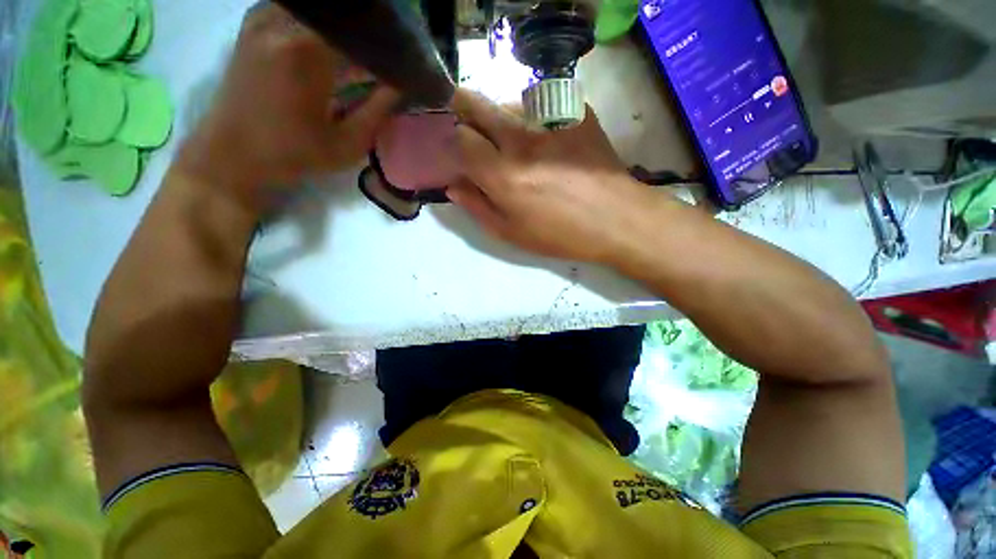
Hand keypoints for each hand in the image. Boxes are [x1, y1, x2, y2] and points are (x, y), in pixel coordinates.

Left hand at [177, 2, 398, 214]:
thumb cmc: (293, 154)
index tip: (403, 66)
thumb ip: (378, 110)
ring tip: (363, 54)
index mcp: (307, 51)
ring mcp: (265, 17)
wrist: (232, 153)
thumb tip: (399, 86)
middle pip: (342, 16)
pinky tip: (333, 47)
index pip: (361, 32)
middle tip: (385, 59)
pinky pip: (301, 11)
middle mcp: (283, 22)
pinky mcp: (255, 22)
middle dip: (369, 36)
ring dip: (346, 30)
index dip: (387, 47)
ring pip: (321, 12)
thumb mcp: (347, 144)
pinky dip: (323, 27)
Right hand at [447, 90, 661, 263]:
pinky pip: (540, 105)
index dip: (453, 143)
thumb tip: (454, 186)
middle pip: (477, 103)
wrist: (617, 219)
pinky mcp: (575, 112)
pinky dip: (531, 118)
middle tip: (466, 125)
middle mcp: (522, 140)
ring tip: (511, 140)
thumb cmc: (561, 235)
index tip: (457, 151)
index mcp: (504, 176)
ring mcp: (551, 121)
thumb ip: (478, 208)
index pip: (460, 139)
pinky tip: (542, 139)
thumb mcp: (512, 234)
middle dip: (461, 108)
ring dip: (499, 117)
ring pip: (507, 102)